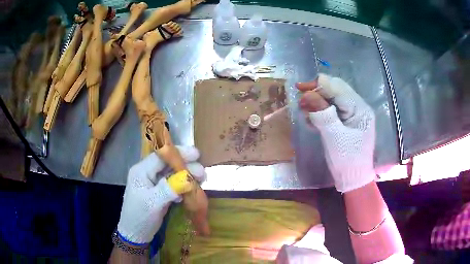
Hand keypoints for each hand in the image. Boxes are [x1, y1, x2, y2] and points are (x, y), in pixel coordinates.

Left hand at [117, 146, 204, 244]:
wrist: (135, 234)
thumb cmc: (140, 217)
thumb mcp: (153, 203)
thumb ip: (169, 189)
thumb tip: (187, 179)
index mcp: (141, 171)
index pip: (161, 156)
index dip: (178, 153)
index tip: (197, 155)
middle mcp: (147, 174)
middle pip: (168, 164)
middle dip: (186, 166)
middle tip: (202, 173)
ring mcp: (153, 183)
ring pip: (172, 174)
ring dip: (186, 176)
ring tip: (201, 180)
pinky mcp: (159, 192)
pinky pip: (172, 185)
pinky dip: (182, 186)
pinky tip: (192, 189)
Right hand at [296, 73, 375, 192]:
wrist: (353, 179)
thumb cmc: (347, 160)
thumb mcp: (333, 136)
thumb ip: (322, 113)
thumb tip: (307, 93)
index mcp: (360, 109)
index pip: (338, 88)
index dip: (319, 85)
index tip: (300, 87)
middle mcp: (359, 107)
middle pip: (336, 90)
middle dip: (317, 92)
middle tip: (300, 98)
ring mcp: (354, 114)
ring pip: (333, 99)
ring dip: (318, 102)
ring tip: (304, 109)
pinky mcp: (348, 121)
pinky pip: (334, 110)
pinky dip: (321, 111)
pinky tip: (311, 119)